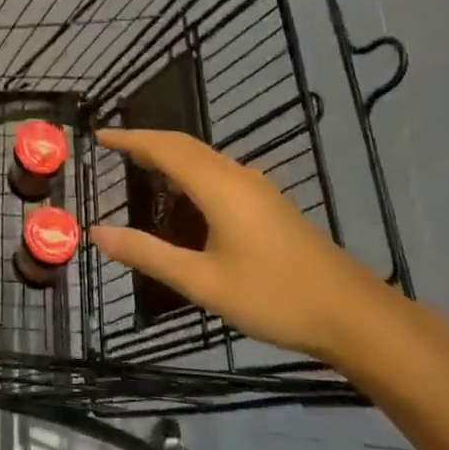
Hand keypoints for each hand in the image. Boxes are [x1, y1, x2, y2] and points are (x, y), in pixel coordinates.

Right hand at [88, 129, 407, 366]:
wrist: (351, 313)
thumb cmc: (273, 297)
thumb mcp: (202, 281)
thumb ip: (148, 254)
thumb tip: (97, 233)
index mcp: (219, 187)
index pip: (165, 148)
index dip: (130, 139)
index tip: (99, 136)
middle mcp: (238, 176)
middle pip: (185, 145)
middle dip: (148, 141)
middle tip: (113, 147)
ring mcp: (258, 189)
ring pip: (205, 157)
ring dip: (171, 154)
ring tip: (141, 166)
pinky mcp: (270, 204)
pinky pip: (219, 172)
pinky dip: (190, 170)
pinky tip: (185, 198)